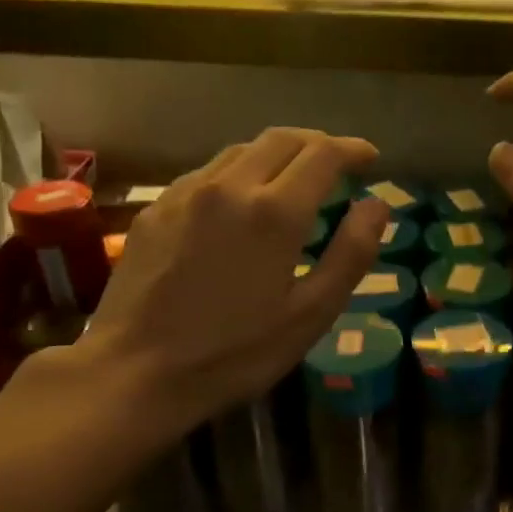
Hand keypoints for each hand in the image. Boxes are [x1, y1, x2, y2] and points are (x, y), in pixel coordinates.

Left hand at [74, 128, 387, 430]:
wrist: (136, 372)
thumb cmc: (235, 353)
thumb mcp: (311, 315)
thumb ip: (351, 254)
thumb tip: (377, 205)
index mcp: (275, 211)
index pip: (323, 154)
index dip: (352, 150)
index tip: (370, 158)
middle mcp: (230, 186)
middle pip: (282, 139)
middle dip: (317, 144)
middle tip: (338, 165)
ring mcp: (186, 193)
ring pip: (242, 151)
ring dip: (277, 156)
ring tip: (294, 182)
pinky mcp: (157, 208)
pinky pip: (209, 173)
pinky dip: (240, 174)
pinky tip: (241, 205)